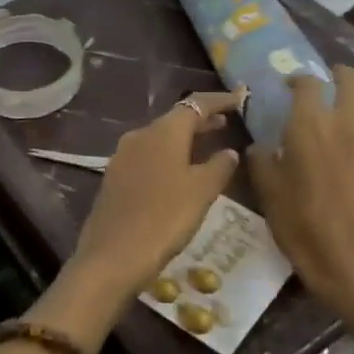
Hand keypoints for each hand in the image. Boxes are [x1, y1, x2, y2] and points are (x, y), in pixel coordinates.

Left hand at [69, 91, 243, 299]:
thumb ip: (219, 167)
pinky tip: (179, 171)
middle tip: (227, 121)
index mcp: (162, 132)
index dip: (219, 100)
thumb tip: (229, 151)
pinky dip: (168, 155)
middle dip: (202, 120)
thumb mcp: (201, 192)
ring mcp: (123, 156)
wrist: (112, 255)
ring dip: (185, 139)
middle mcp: (139, 136)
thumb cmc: (164, 218)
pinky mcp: (115, 178)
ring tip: (208, 145)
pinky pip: (148, 156)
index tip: (241, 98)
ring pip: (160, 138)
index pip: (195, 105)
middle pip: (175, 120)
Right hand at [249, 67, 353, 353]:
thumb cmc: (304, 228)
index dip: (299, 79)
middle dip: (343, 74)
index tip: (292, 84)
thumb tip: (259, 146)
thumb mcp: (268, 195)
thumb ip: (262, 163)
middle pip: (353, 83)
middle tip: (335, 78)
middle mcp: (349, 124)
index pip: (307, 85)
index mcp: (310, 127)